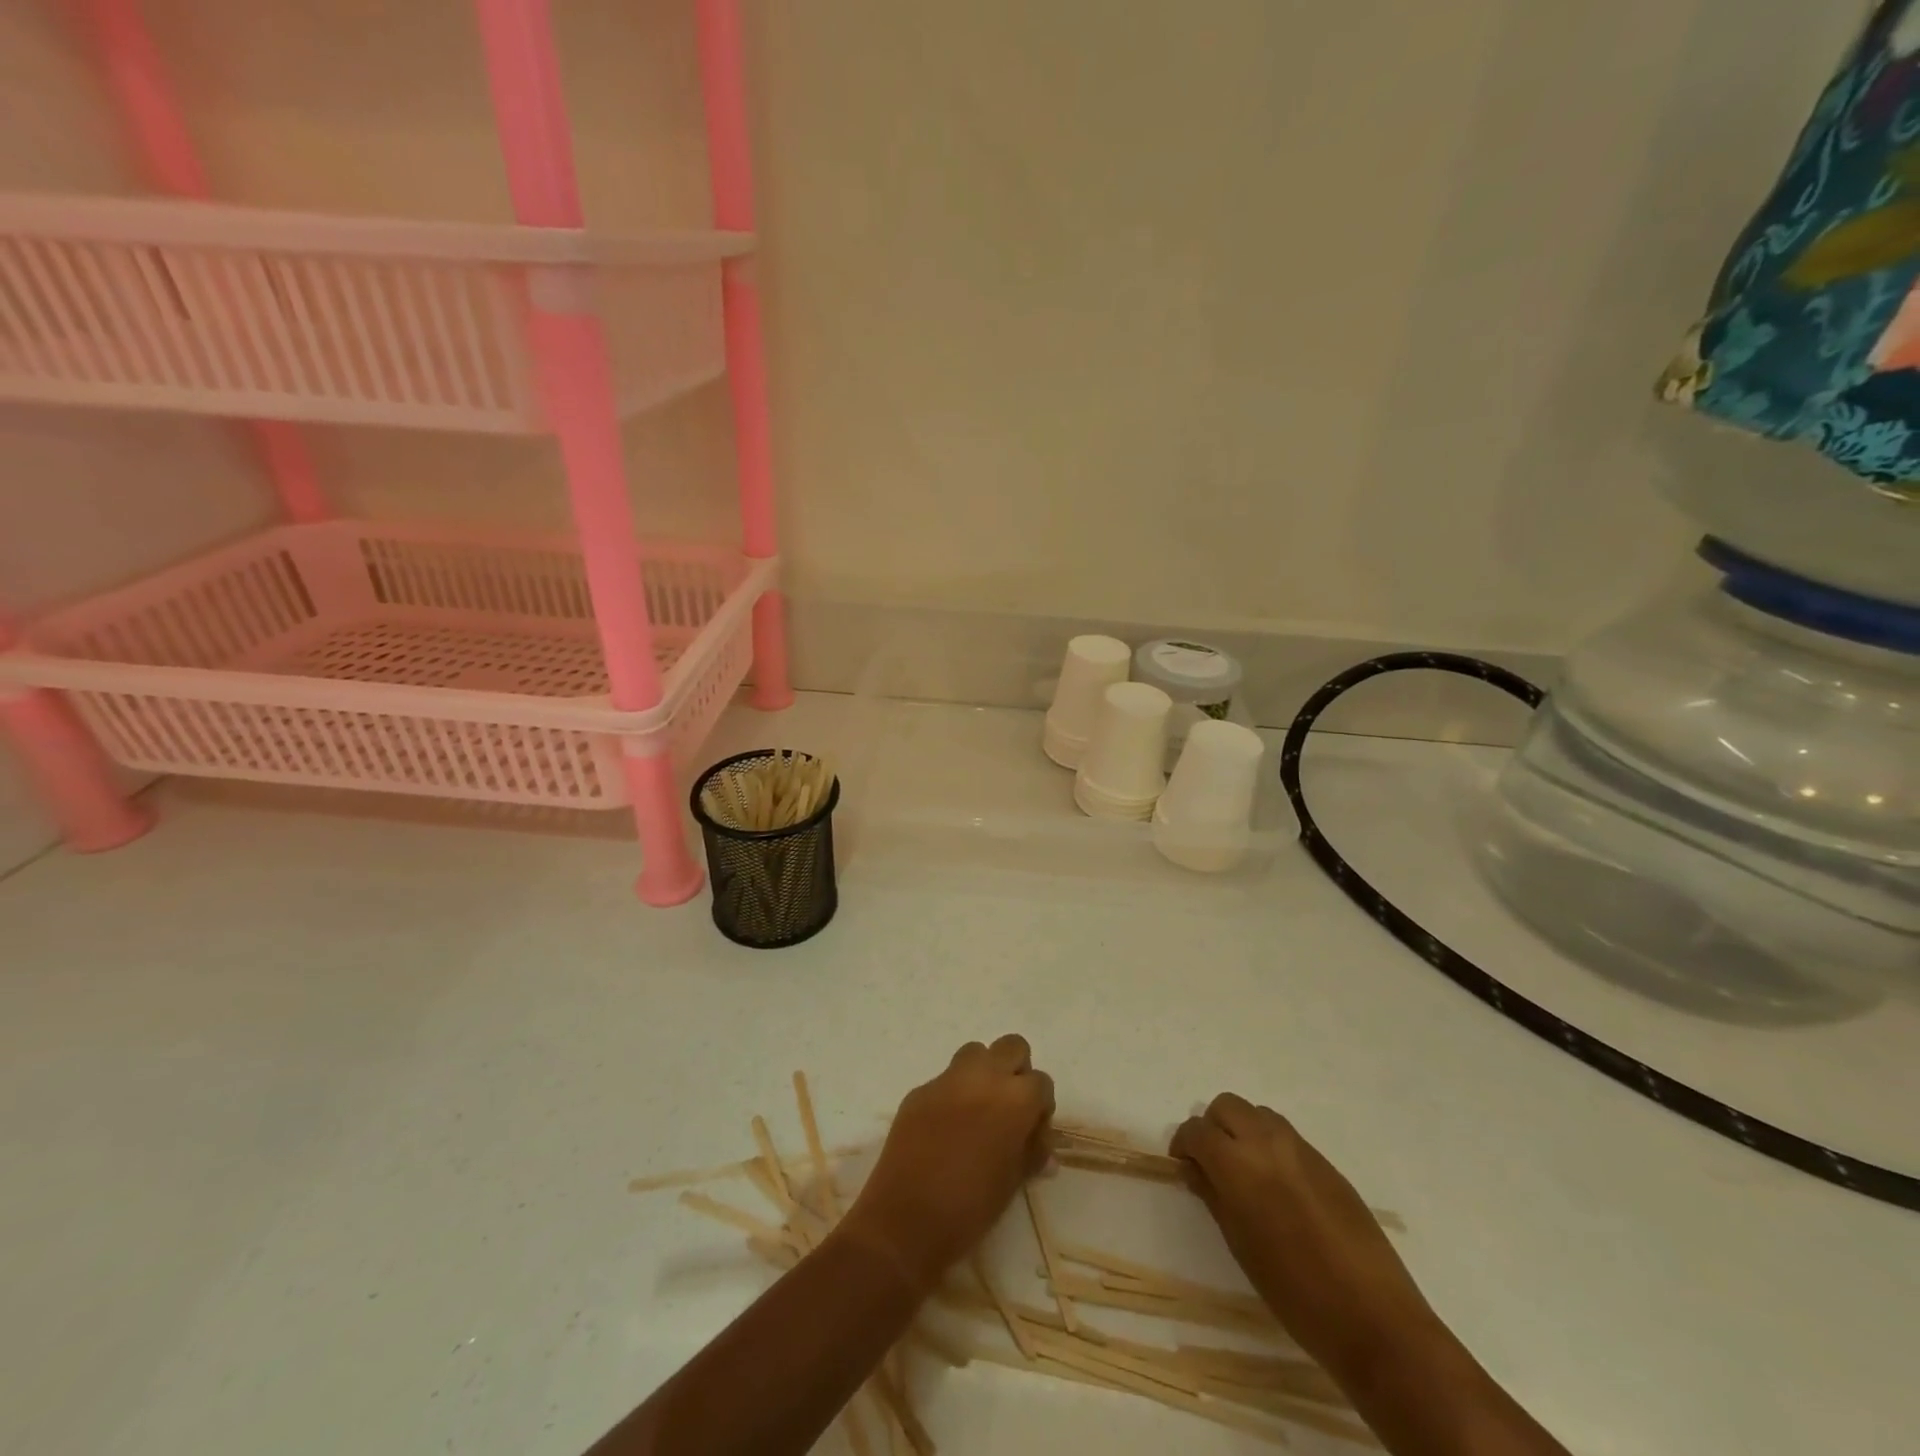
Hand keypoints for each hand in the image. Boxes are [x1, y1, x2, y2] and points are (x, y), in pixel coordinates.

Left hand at [843, 1035, 1054, 1293]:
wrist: (906, 1219)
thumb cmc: (971, 1207)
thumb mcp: (1013, 1182)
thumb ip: (1032, 1153)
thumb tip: (1044, 1148)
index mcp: (1014, 1099)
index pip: (1041, 1082)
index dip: (1040, 1107)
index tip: (1031, 1134)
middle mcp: (984, 1077)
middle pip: (1012, 1047)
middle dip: (1016, 1072)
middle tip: (1009, 1110)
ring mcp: (947, 1079)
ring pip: (976, 1053)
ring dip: (984, 1073)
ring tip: (978, 1112)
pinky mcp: (919, 1090)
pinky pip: (945, 1080)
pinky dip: (953, 1094)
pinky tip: (945, 1128)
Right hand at [1172, 1094, 1439, 1381]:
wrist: (1374, 1318)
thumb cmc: (1294, 1291)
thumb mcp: (1240, 1245)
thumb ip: (1213, 1195)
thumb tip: (1195, 1168)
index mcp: (1238, 1164)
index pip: (1197, 1130)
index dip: (1184, 1144)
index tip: (1183, 1166)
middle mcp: (1267, 1142)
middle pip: (1226, 1106)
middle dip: (1212, 1127)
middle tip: (1212, 1164)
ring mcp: (1301, 1148)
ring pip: (1258, 1114)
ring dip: (1243, 1130)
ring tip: (1246, 1172)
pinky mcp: (1327, 1163)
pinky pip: (1286, 1136)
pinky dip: (1271, 1146)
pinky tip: (1279, 1187)